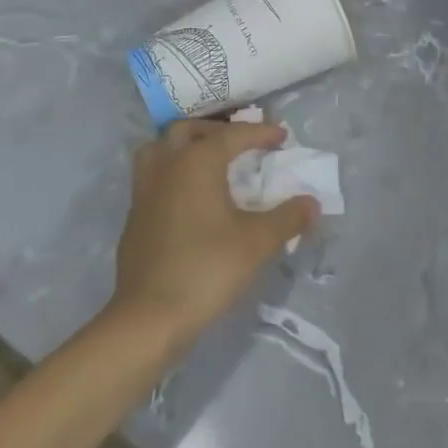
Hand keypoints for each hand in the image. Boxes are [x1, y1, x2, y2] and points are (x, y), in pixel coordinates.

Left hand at [111, 119, 316, 344]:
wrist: (149, 317)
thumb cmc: (207, 268)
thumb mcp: (257, 242)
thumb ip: (288, 218)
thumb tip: (312, 203)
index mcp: (197, 162)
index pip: (233, 135)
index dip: (260, 133)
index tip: (282, 136)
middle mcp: (167, 166)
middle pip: (187, 130)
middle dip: (217, 131)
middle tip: (241, 144)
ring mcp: (144, 191)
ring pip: (159, 149)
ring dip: (184, 147)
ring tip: (207, 162)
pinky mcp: (134, 217)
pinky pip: (152, 178)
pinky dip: (172, 174)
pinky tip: (189, 198)